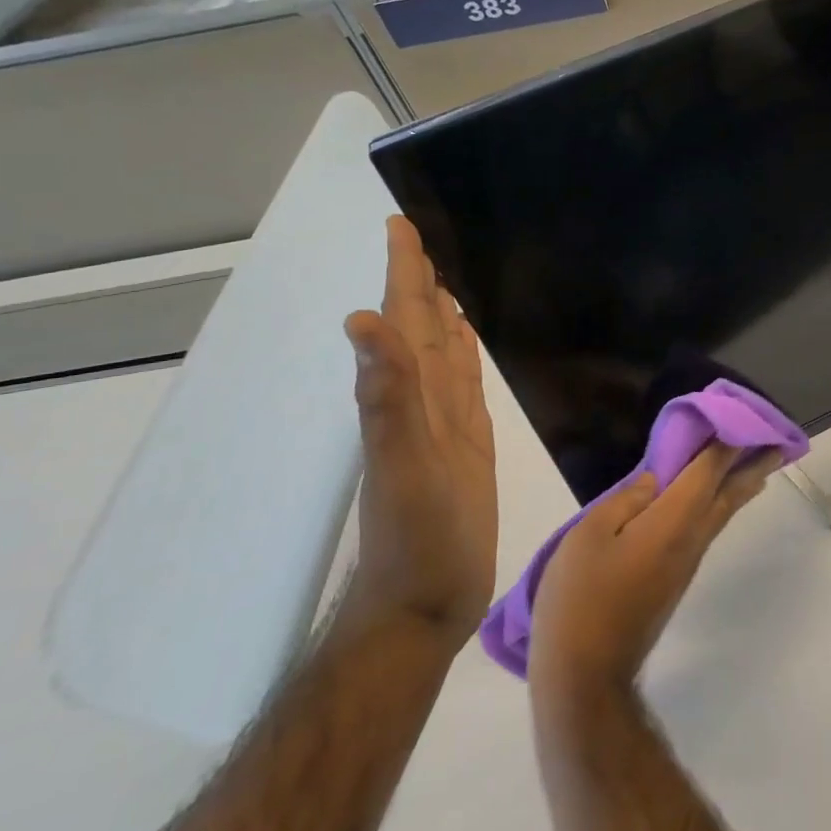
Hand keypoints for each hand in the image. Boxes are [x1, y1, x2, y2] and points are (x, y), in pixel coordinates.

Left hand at [340, 216, 497, 644]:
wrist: (425, 604)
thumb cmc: (417, 541)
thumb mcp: (402, 467)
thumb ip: (386, 397)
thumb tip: (362, 321)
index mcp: (406, 397)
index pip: (404, 319)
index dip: (403, 272)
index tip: (400, 226)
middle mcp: (422, 401)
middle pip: (421, 327)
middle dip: (419, 279)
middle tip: (423, 236)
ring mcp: (444, 423)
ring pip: (443, 351)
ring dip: (441, 312)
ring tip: (447, 276)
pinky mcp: (467, 444)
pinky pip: (465, 384)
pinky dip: (465, 354)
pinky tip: (468, 339)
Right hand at [528, 443, 776, 702]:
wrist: (586, 674)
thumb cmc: (582, 597)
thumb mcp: (590, 535)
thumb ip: (626, 500)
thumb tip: (657, 480)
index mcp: (673, 520)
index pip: (708, 471)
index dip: (726, 443)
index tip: (745, 420)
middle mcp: (690, 539)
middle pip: (729, 495)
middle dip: (753, 467)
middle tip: (779, 446)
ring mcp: (686, 564)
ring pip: (722, 515)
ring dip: (742, 487)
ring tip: (760, 470)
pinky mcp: (675, 582)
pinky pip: (707, 530)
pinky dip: (720, 507)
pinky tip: (714, 505)